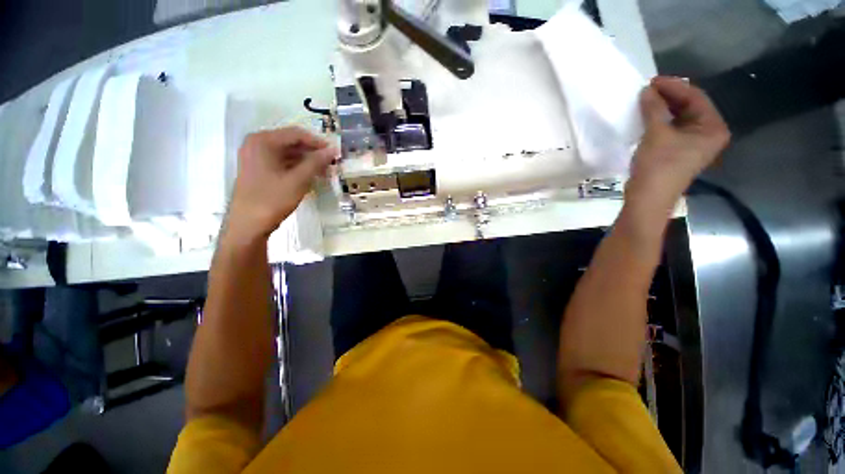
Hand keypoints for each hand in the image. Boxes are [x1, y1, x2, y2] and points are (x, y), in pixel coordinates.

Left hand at [225, 127, 336, 241]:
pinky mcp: (258, 169)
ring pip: (287, 153)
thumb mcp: (298, 180)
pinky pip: (281, 162)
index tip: (335, 153)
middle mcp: (256, 144)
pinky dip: (297, 167)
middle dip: (313, 152)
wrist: (248, 224)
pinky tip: (310, 176)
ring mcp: (255, 157)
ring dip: (307, 160)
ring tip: (324, 171)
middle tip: (331, 163)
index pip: (296, 134)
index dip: (318, 142)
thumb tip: (333, 150)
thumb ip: (316, 162)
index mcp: (263, 141)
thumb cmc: (272, 199)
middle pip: (291, 142)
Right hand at [626, 76, 730, 210]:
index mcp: (712, 128)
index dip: (673, 87)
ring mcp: (694, 144)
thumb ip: (654, 108)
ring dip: (662, 109)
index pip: (695, 98)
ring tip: (645, 101)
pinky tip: (647, 117)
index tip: (651, 81)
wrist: (647, 198)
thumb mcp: (656, 133)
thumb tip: (647, 90)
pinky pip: (672, 129)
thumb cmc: (658, 165)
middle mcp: (708, 134)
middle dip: (668, 97)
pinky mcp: (679, 151)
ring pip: (679, 118)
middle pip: (689, 107)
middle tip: (647, 90)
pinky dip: (660, 121)